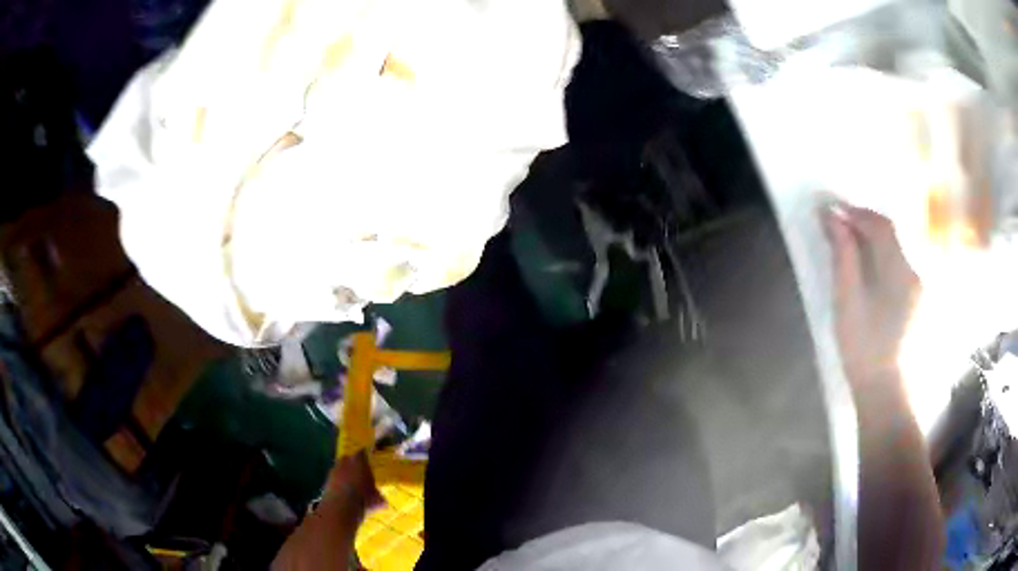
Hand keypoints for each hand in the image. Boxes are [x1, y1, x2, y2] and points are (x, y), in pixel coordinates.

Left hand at [323, 451, 384, 516]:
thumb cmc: (363, 498)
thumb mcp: (376, 500)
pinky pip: (333, 479)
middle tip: (359, 474)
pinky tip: (343, 494)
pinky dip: (337, 484)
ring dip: (343, 475)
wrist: (341, 506)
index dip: (365, 457)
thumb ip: (379, 497)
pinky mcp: (326, 481)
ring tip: (350, 486)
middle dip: (352, 465)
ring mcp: (333, 471)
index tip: (368, 462)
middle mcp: (345, 462)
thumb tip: (383, 502)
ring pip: (339, 469)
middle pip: (347, 459)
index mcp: (359, 462)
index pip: (362, 453)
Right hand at [823, 203, 920, 383]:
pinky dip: (882, 257)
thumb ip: (844, 256)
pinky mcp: (918, 301)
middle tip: (839, 225)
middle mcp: (915, 271)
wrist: (885, 393)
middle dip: (864, 223)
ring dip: (873, 239)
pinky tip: (870, 268)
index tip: (830, 210)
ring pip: (896, 248)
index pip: (880, 225)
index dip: (855, 213)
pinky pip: (900, 265)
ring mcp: (919, 287)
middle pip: (891, 233)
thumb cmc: (864, 349)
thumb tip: (832, 217)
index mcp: (899, 271)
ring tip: (851, 245)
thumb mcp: (847, 302)